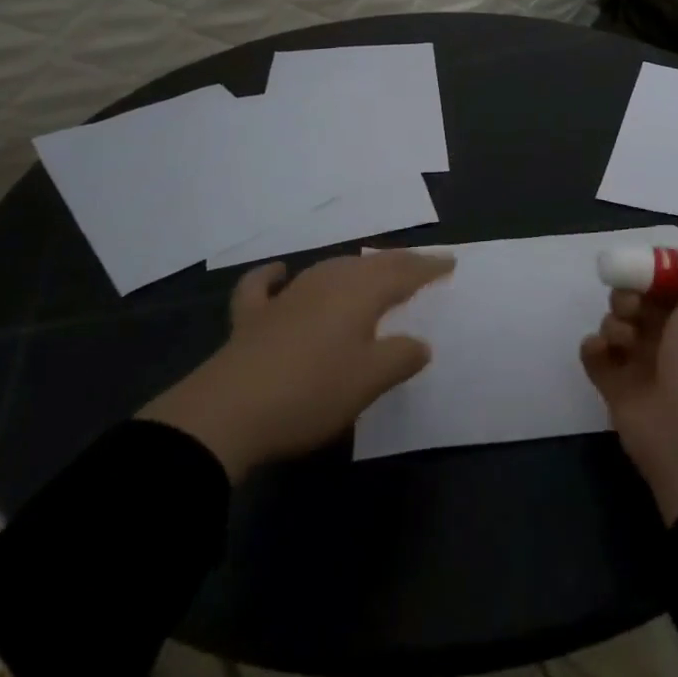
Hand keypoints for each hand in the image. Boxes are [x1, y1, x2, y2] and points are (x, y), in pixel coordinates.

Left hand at [137, 249, 453, 480]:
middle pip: (367, 265)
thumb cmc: (312, 392)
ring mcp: (285, 297)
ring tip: (368, 270)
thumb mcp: (369, 381)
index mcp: (358, 294)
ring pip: (327, 269)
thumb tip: (420, 344)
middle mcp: (325, 284)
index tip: (449, 263)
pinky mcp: (252, 318)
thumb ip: (400, 358)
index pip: (402, 273)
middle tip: (417, 267)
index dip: (428, 267)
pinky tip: (280, 273)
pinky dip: (274, 276)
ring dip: (352, 268)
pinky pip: (264, 286)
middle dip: (396, 263)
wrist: (228, 413)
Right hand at [580, 213, 677, 522]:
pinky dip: (594, 348)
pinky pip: (595, 355)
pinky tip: (601, 351)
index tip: (650, 267)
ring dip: (613, 321)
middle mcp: (671, 338)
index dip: (657, 271)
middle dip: (629, 294)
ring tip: (623, 338)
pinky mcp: (616, 389)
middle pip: (638, 299)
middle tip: (633, 305)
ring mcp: (642, 365)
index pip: (670, 282)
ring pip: (615, 323)